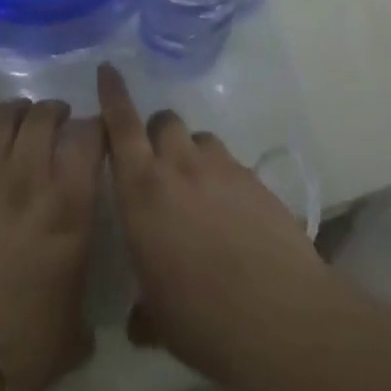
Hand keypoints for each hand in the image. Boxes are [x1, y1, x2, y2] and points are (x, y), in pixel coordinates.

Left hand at [0, 99, 103, 390]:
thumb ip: (82, 290)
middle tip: (59, 119)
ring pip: (4, 117)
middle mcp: (30, 177)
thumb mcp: (76, 326)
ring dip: (18, 110)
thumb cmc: (26, 345)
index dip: (96, 128)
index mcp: (69, 206)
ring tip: (23, 116)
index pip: (89, 138)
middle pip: (43, 117)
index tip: (97, 135)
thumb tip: (79, 288)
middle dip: (55, 111)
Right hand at [97, 62, 335, 390]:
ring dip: (192, 154)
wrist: (283, 319)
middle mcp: (180, 167)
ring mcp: (222, 169)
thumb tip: (138, 321)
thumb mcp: (160, 321)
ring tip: (199, 191)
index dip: (112, 94)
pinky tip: (234, 216)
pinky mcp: (256, 181)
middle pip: (164, 122)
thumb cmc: (204, 319)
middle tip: (158, 164)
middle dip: (156, 133)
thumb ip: (144, 310)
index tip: (108, 69)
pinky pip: (231, 165)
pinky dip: (224, 179)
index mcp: (143, 190)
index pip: (121, 125)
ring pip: (200, 139)